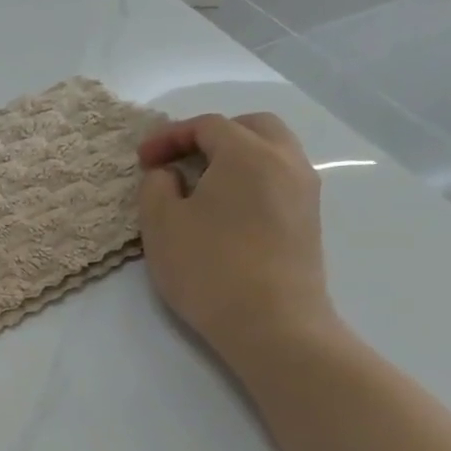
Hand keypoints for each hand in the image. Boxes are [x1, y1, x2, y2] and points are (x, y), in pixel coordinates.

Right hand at [137, 112, 338, 365]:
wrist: (272, 324)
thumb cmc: (208, 268)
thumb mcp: (160, 224)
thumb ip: (156, 185)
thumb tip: (170, 173)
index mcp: (247, 153)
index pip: (206, 125)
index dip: (169, 136)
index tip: (142, 160)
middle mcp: (285, 161)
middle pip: (250, 126)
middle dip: (211, 135)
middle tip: (179, 159)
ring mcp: (304, 190)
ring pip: (271, 150)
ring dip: (235, 156)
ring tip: (201, 183)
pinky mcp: (309, 219)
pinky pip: (279, 177)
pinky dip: (252, 177)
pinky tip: (226, 208)